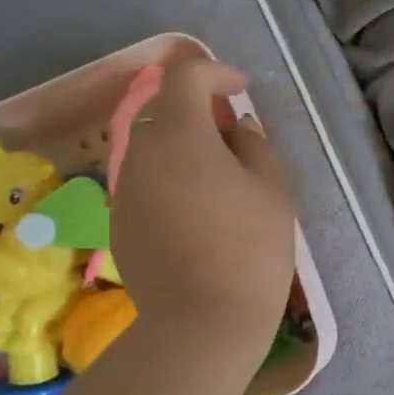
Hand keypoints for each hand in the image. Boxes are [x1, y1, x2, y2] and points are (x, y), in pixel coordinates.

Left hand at [111, 59, 295, 348]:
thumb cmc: (249, 248)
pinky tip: (197, 213)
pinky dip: (170, 181)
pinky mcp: (119, 224)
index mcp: (180, 135)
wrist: (202, 322)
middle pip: (164, 112)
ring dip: (183, 148)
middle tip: (233, 135)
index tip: (240, 90)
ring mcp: (124, 191)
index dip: (215, 72)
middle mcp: (141, 154)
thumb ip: (256, 146)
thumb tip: (238, 131)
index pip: (185, 77)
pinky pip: (145, 184)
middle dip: (198, 111)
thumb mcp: (273, 189)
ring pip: (152, 150)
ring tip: (218, 178)